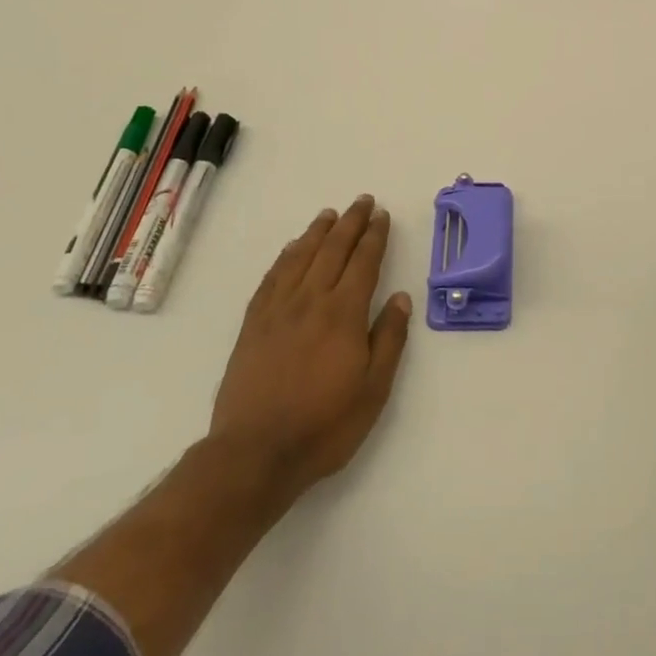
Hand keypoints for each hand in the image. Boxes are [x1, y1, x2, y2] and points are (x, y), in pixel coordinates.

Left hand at [208, 195, 413, 499]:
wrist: (254, 454)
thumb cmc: (323, 426)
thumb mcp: (373, 390)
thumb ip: (389, 340)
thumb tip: (402, 297)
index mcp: (344, 314)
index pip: (364, 262)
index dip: (374, 236)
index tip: (381, 215)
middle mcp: (311, 300)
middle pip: (333, 249)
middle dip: (351, 222)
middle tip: (362, 200)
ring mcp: (278, 309)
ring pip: (301, 256)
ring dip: (318, 231)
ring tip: (329, 214)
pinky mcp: (253, 323)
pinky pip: (272, 277)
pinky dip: (286, 256)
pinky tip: (292, 248)